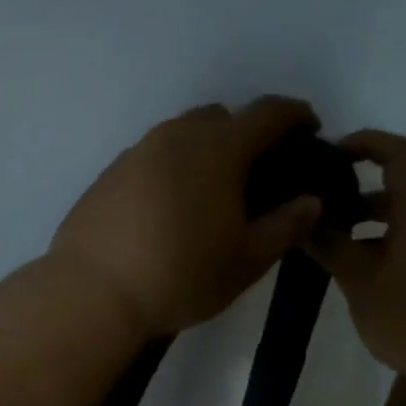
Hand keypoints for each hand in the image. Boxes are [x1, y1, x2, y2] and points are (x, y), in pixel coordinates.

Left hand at [51, 97, 325, 336]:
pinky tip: (170, 212)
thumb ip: (286, 225)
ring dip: (206, 152)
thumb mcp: (247, 260)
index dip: (297, 116)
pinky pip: (153, 158)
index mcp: (218, 148)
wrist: (94, 293)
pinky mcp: (109, 173)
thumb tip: (311, 200)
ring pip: (183, 136)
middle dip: (248, 135)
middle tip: (258, 176)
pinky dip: (173, 171)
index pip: (269, 113)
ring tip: (212, 197)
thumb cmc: (182, 275)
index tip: (311, 132)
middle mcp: (177, 136)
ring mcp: (137, 151)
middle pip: (222, 118)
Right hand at [308, 130, 405, 388]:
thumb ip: (331, 247)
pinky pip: (401, 247)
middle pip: (393, 191)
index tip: (330, 155)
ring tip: (321, 244)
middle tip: (313, 207)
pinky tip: (347, 275)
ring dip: (360, 228)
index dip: (365, 143)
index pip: (397, 155)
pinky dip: (373, 249)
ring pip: (395, 223)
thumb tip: (302, 221)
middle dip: (351, 194)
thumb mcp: (360, 281)